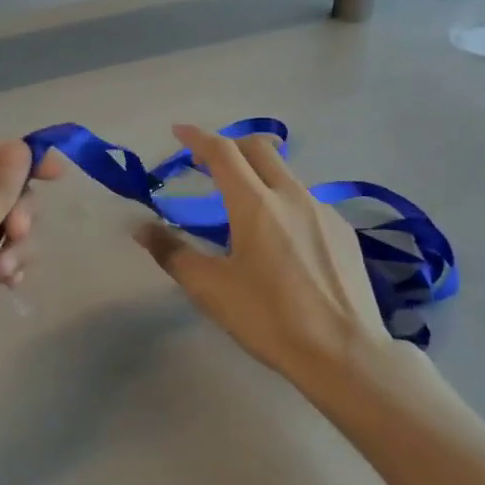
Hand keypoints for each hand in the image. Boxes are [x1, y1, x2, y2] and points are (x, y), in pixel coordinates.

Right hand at [135, 125, 400, 389]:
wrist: (344, 353)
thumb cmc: (269, 318)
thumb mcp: (211, 289)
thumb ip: (172, 252)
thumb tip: (140, 228)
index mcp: (255, 204)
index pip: (222, 152)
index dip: (197, 137)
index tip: (179, 131)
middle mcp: (292, 195)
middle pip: (259, 149)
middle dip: (230, 145)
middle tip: (206, 161)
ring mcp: (323, 211)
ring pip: (286, 174)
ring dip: (259, 173)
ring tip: (243, 203)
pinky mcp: (344, 231)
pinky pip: (307, 201)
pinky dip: (284, 201)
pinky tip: (282, 237)